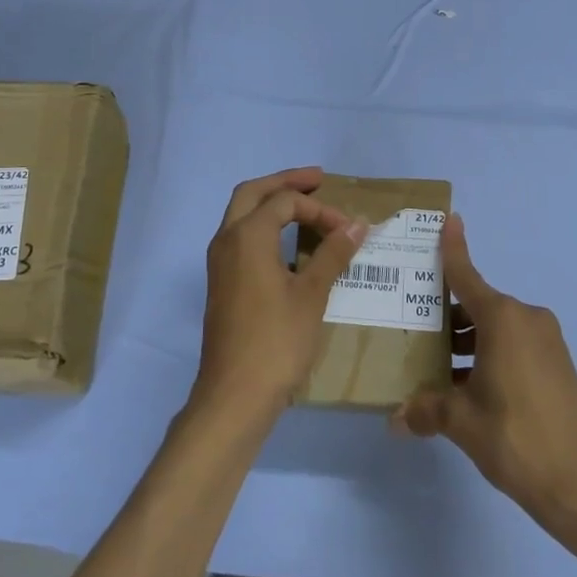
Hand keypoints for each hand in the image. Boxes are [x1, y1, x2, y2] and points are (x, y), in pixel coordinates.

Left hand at [192, 167, 368, 431]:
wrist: (234, 395)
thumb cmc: (276, 340)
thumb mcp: (312, 295)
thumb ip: (333, 254)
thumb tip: (356, 224)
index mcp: (247, 235)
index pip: (284, 202)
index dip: (319, 209)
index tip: (348, 229)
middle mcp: (226, 240)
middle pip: (252, 193)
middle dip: (285, 183)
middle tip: (317, 180)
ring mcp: (219, 263)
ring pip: (241, 215)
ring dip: (271, 204)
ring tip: (304, 205)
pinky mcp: (221, 283)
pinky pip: (241, 238)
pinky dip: (264, 228)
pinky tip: (287, 245)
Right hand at [393, 214, 576, 528]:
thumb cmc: (515, 438)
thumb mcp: (462, 422)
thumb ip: (426, 410)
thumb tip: (395, 419)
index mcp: (503, 319)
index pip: (467, 275)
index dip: (454, 248)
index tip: (449, 218)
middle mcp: (526, 319)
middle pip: (477, 304)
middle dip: (446, 314)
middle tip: (413, 326)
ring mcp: (546, 341)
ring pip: (495, 328)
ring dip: (467, 339)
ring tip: (434, 363)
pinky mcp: (557, 364)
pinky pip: (513, 345)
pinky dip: (489, 354)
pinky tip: (466, 384)